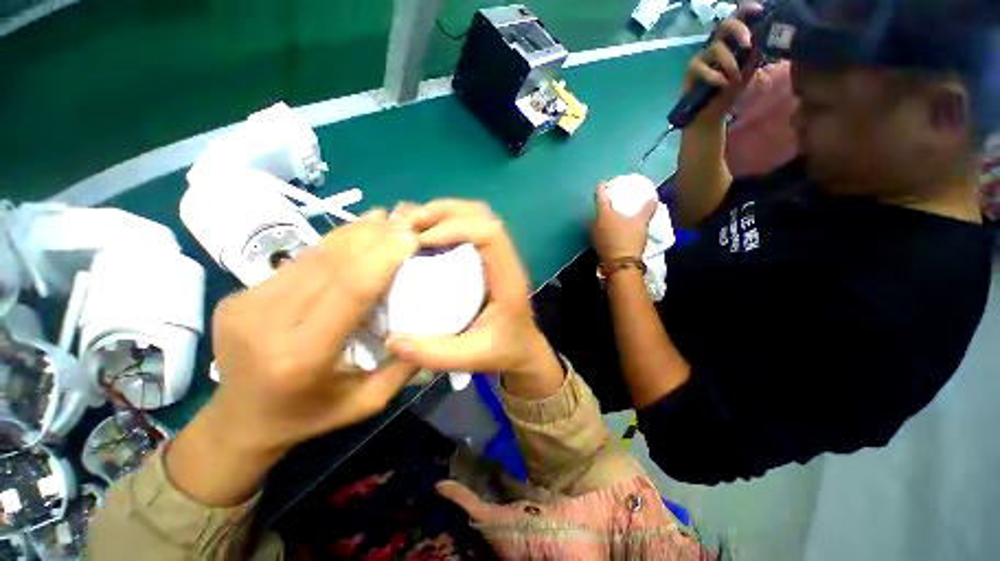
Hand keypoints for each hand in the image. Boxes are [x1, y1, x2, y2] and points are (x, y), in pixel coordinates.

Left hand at [207, 210, 420, 455]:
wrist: (238, 422)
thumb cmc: (309, 416)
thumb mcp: (368, 402)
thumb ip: (404, 365)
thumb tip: (433, 324)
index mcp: (301, 356)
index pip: (350, 289)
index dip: (383, 257)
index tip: (411, 238)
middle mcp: (267, 323)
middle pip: (331, 263)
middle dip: (374, 237)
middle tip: (406, 223)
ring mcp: (246, 303)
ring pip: (314, 254)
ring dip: (355, 233)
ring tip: (386, 220)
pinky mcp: (242, 293)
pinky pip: (300, 260)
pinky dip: (334, 242)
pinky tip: (357, 233)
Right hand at [385, 200, 564, 398]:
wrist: (524, 351)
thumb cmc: (504, 352)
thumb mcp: (472, 358)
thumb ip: (435, 353)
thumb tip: (391, 341)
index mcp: (508, 279)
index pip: (490, 234)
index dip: (456, 227)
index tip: (422, 240)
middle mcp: (506, 260)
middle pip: (482, 215)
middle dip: (444, 212)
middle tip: (408, 224)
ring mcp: (498, 256)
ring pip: (476, 216)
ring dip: (444, 213)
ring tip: (412, 224)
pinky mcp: (488, 258)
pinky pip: (470, 227)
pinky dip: (446, 222)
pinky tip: (424, 234)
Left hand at [591, 183, 657, 262]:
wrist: (620, 264)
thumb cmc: (629, 239)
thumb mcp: (641, 222)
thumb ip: (646, 209)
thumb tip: (653, 197)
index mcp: (604, 214)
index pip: (600, 196)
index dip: (601, 188)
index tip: (603, 183)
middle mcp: (595, 223)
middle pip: (598, 210)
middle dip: (605, 205)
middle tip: (614, 201)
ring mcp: (594, 235)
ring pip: (598, 222)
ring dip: (605, 218)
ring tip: (615, 216)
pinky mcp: (596, 245)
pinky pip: (600, 232)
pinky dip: (605, 228)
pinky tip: (614, 231)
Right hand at [683, 2, 762, 124]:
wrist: (710, 113)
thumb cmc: (729, 90)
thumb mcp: (749, 71)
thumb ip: (756, 55)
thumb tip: (765, 40)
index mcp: (731, 41)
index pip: (738, 18)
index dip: (747, 11)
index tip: (759, 10)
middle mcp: (716, 44)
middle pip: (725, 25)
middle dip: (738, 31)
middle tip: (747, 44)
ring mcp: (702, 57)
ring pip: (716, 48)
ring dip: (729, 63)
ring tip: (734, 79)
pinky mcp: (691, 70)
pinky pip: (703, 68)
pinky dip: (715, 76)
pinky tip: (722, 84)